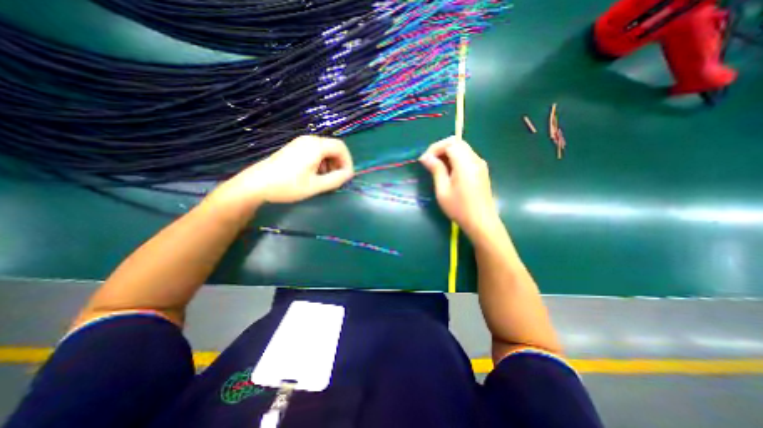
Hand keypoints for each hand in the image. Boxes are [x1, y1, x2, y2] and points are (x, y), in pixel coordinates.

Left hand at [207, 136, 353, 213]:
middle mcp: (309, 140)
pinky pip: (315, 153)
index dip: (348, 162)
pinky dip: (320, 163)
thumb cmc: (288, 186)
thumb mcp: (316, 186)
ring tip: (325, 180)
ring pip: (324, 151)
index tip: (346, 177)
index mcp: (315, 146)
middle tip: (337, 180)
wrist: (256, 185)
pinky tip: (314, 176)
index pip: (341, 148)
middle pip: (333, 148)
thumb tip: (349, 174)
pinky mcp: (294, 149)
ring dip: (330, 165)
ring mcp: (300, 143)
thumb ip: (336, 179)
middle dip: (339, 164)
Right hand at [417, 137, 501, 242]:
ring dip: (448, 153)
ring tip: (437, 167)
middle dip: (441, 148)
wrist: (481, 222)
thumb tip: (426, 157)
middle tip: (429, 161)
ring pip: (462, 148)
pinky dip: (455, 158)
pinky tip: (448, 171)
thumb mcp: (443, 190)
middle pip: (457, 142)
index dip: (435, 148)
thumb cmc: (459, 208)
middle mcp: (475, 159)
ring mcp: (480, 164)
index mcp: (465, 163)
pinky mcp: (481, 170)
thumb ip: (436, 170)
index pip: (450, 143)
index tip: (424, 160)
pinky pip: (466, 156)